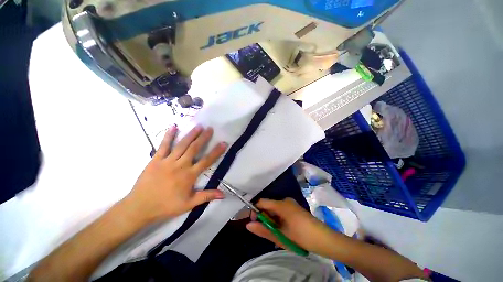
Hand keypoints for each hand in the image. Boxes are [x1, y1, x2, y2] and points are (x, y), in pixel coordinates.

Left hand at [123, 125, 227, 224]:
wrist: (140, 207)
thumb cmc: (167, 206)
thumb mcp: (189, 204)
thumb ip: (207, 196)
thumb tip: (223, 194)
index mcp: (189, 175)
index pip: (207, 161)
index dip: (216, 152)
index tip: (223, 143)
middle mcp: (180, 165)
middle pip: (194, 148)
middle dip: (203, 138)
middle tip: (210, 128)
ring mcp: (167, 161)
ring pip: (182, 145)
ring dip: (191, 134)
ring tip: (198, 126)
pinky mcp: (156, 159)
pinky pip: (163, 145)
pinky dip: (169, 136)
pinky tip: (174, 127)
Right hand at [246, 198, 336, 256]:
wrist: (324, 239)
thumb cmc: (301, 237)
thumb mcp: (280, 236)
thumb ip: (263, 230)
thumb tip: (248, 225)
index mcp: (281, 204)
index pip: (262, 202)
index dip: (255, 211)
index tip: (254, 222)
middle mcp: (285, 200)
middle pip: (268, 205)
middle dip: (265, 217)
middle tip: (268, 232)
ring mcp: (291, 204)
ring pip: (274, 209)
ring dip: (272, 220)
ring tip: (277, 233)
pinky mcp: (294, 208)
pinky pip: (281, 211)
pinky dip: (278, 219)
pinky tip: (283, 230)